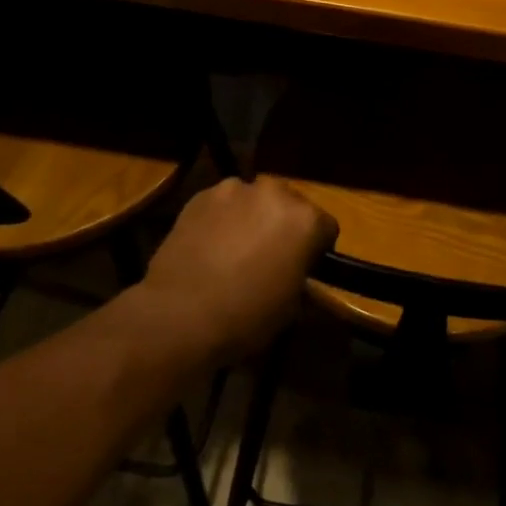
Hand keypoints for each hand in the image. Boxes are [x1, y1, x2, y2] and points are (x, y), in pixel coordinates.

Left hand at [138, 177, 337, 360]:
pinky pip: (223, 203)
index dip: (317, 249)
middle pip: (291, 205)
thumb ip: (302, 281)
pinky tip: (209, 246)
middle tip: (269, 257)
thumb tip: (297, 276)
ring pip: (254, 200)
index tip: (303, 268)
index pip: (326, 227)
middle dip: (284, 226)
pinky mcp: (202, 195)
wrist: (178, 314)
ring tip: (234, 249)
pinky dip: (222, 218)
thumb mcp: (290, 308)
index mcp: (306, 219)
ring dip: (252, 217)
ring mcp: (235, 189)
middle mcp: (275, 193)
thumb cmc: (245, 316)